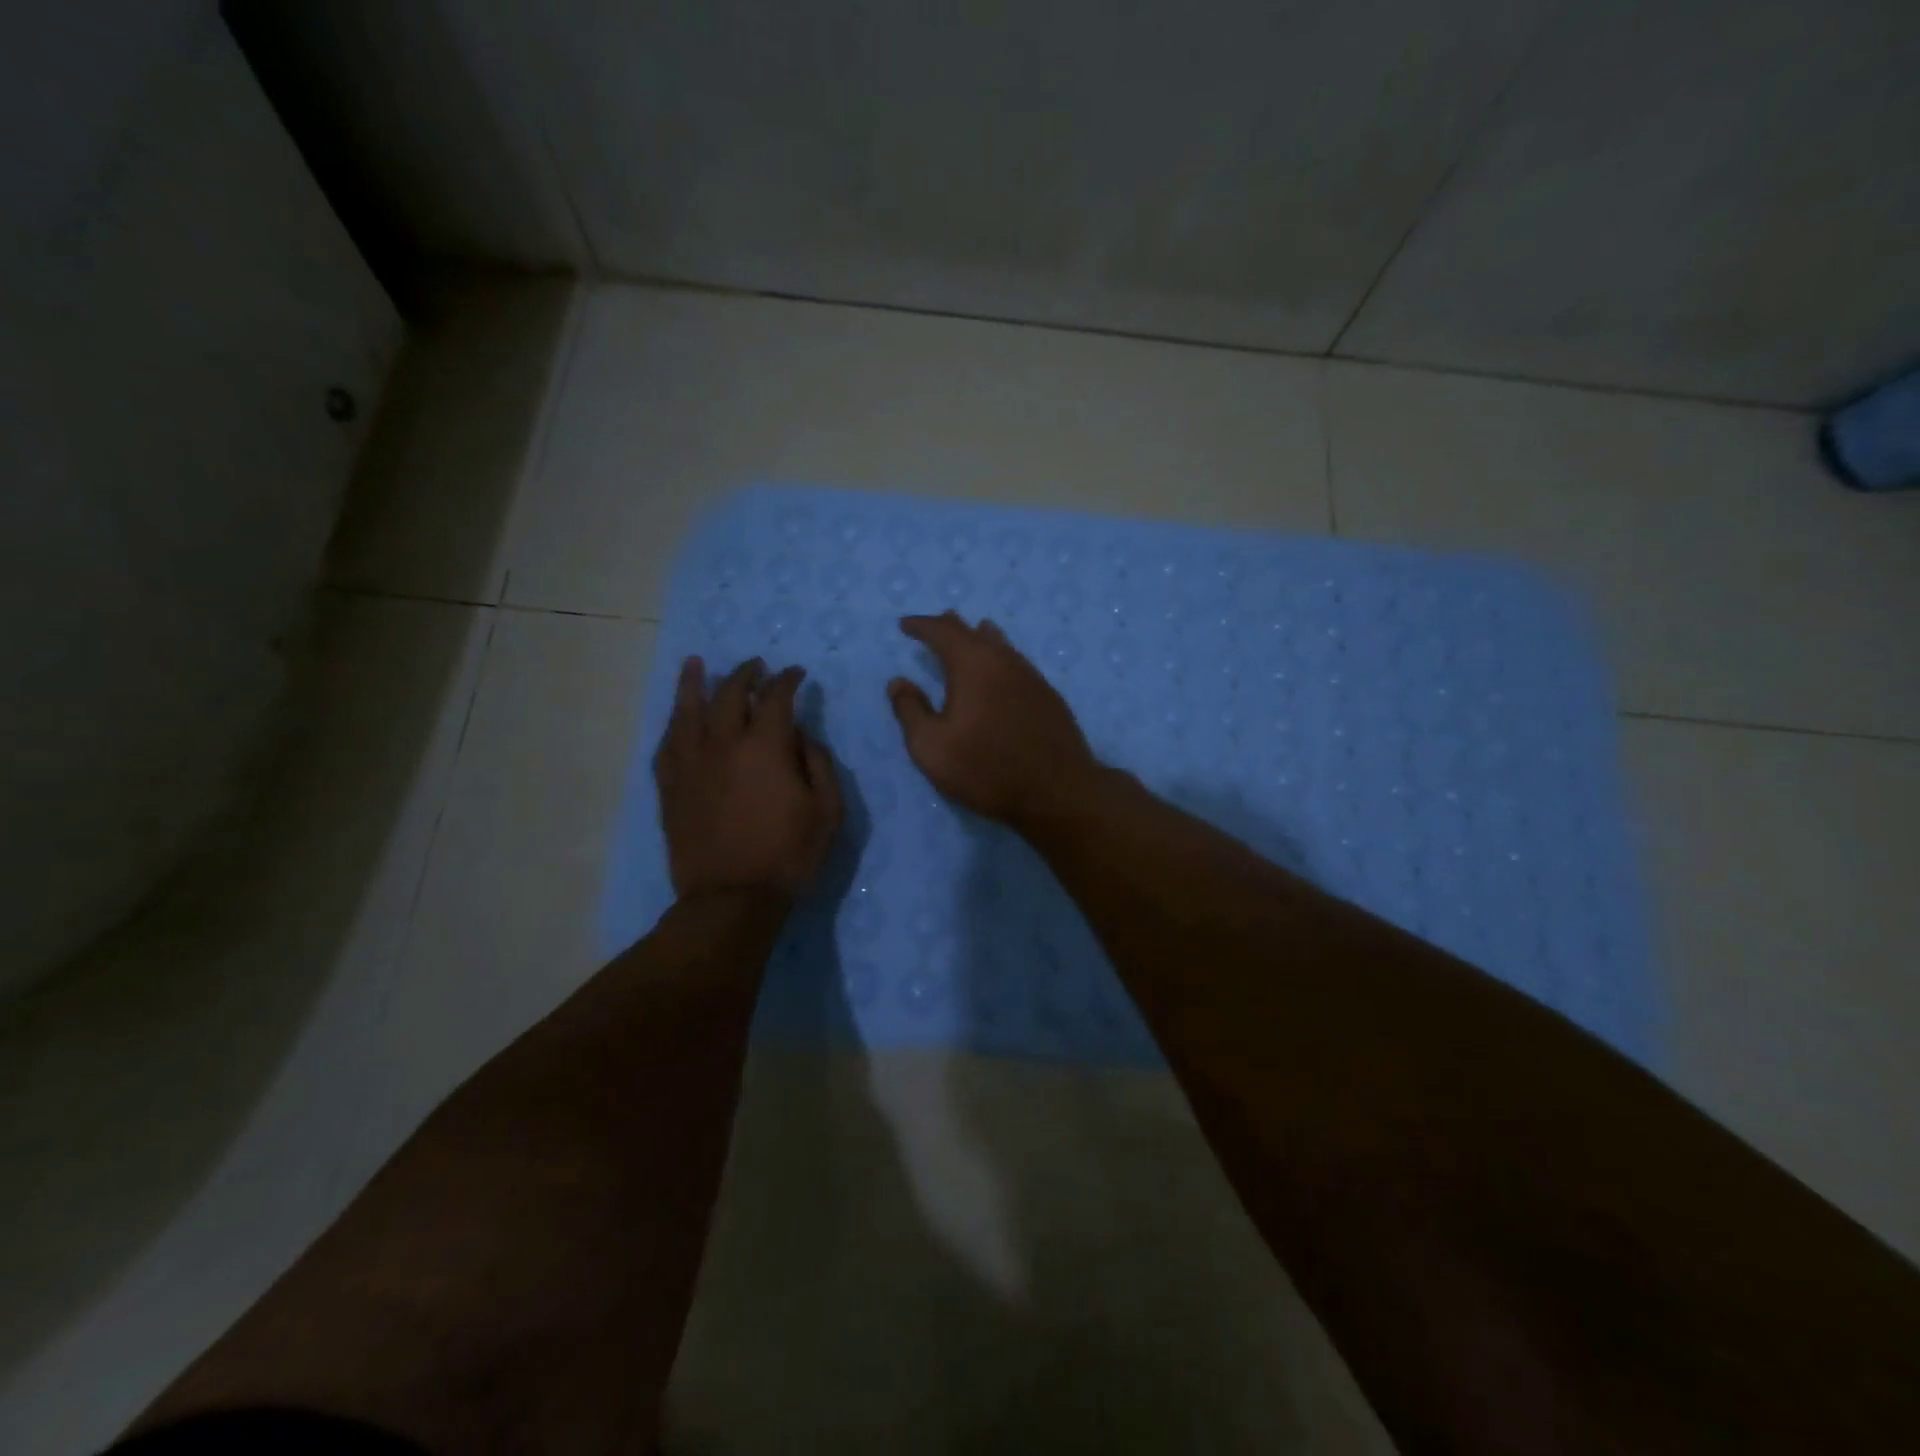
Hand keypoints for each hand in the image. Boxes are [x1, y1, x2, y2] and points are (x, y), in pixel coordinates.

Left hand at [655, 657, 842, 900]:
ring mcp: (691, 763)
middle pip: (729, 693)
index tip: (796, 674)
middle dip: (745, 674)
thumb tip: (802, 735)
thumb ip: (819, 764)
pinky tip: (677, 717)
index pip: (776, 697)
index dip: (787, 680)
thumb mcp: (827, 811)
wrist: (731, 898)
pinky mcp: (670, 786)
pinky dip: (674, 724)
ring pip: (687, 710)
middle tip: (756, 666)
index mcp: (765, 747)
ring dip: (693, 683)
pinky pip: (667, 744)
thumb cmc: (788, 855)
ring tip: (695, 664)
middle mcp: (723, 744)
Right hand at [887, 612, 1101, 828]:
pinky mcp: (1048, 696)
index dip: (922, 626)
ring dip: (980, 638)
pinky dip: (1000, 658)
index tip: (905, 625)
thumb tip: (898, 682)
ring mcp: (1032, 677)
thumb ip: (910, 711)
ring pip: (1001, 645)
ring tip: (972, 633)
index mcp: (972, 665)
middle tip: (935, 625)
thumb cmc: (986, 769)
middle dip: (951, 626)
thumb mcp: (932, 747)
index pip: (943, 632)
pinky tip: (1001, 671)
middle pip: (974, 632)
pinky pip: (1017, 663)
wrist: (1057, 791)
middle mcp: (1004, 661)